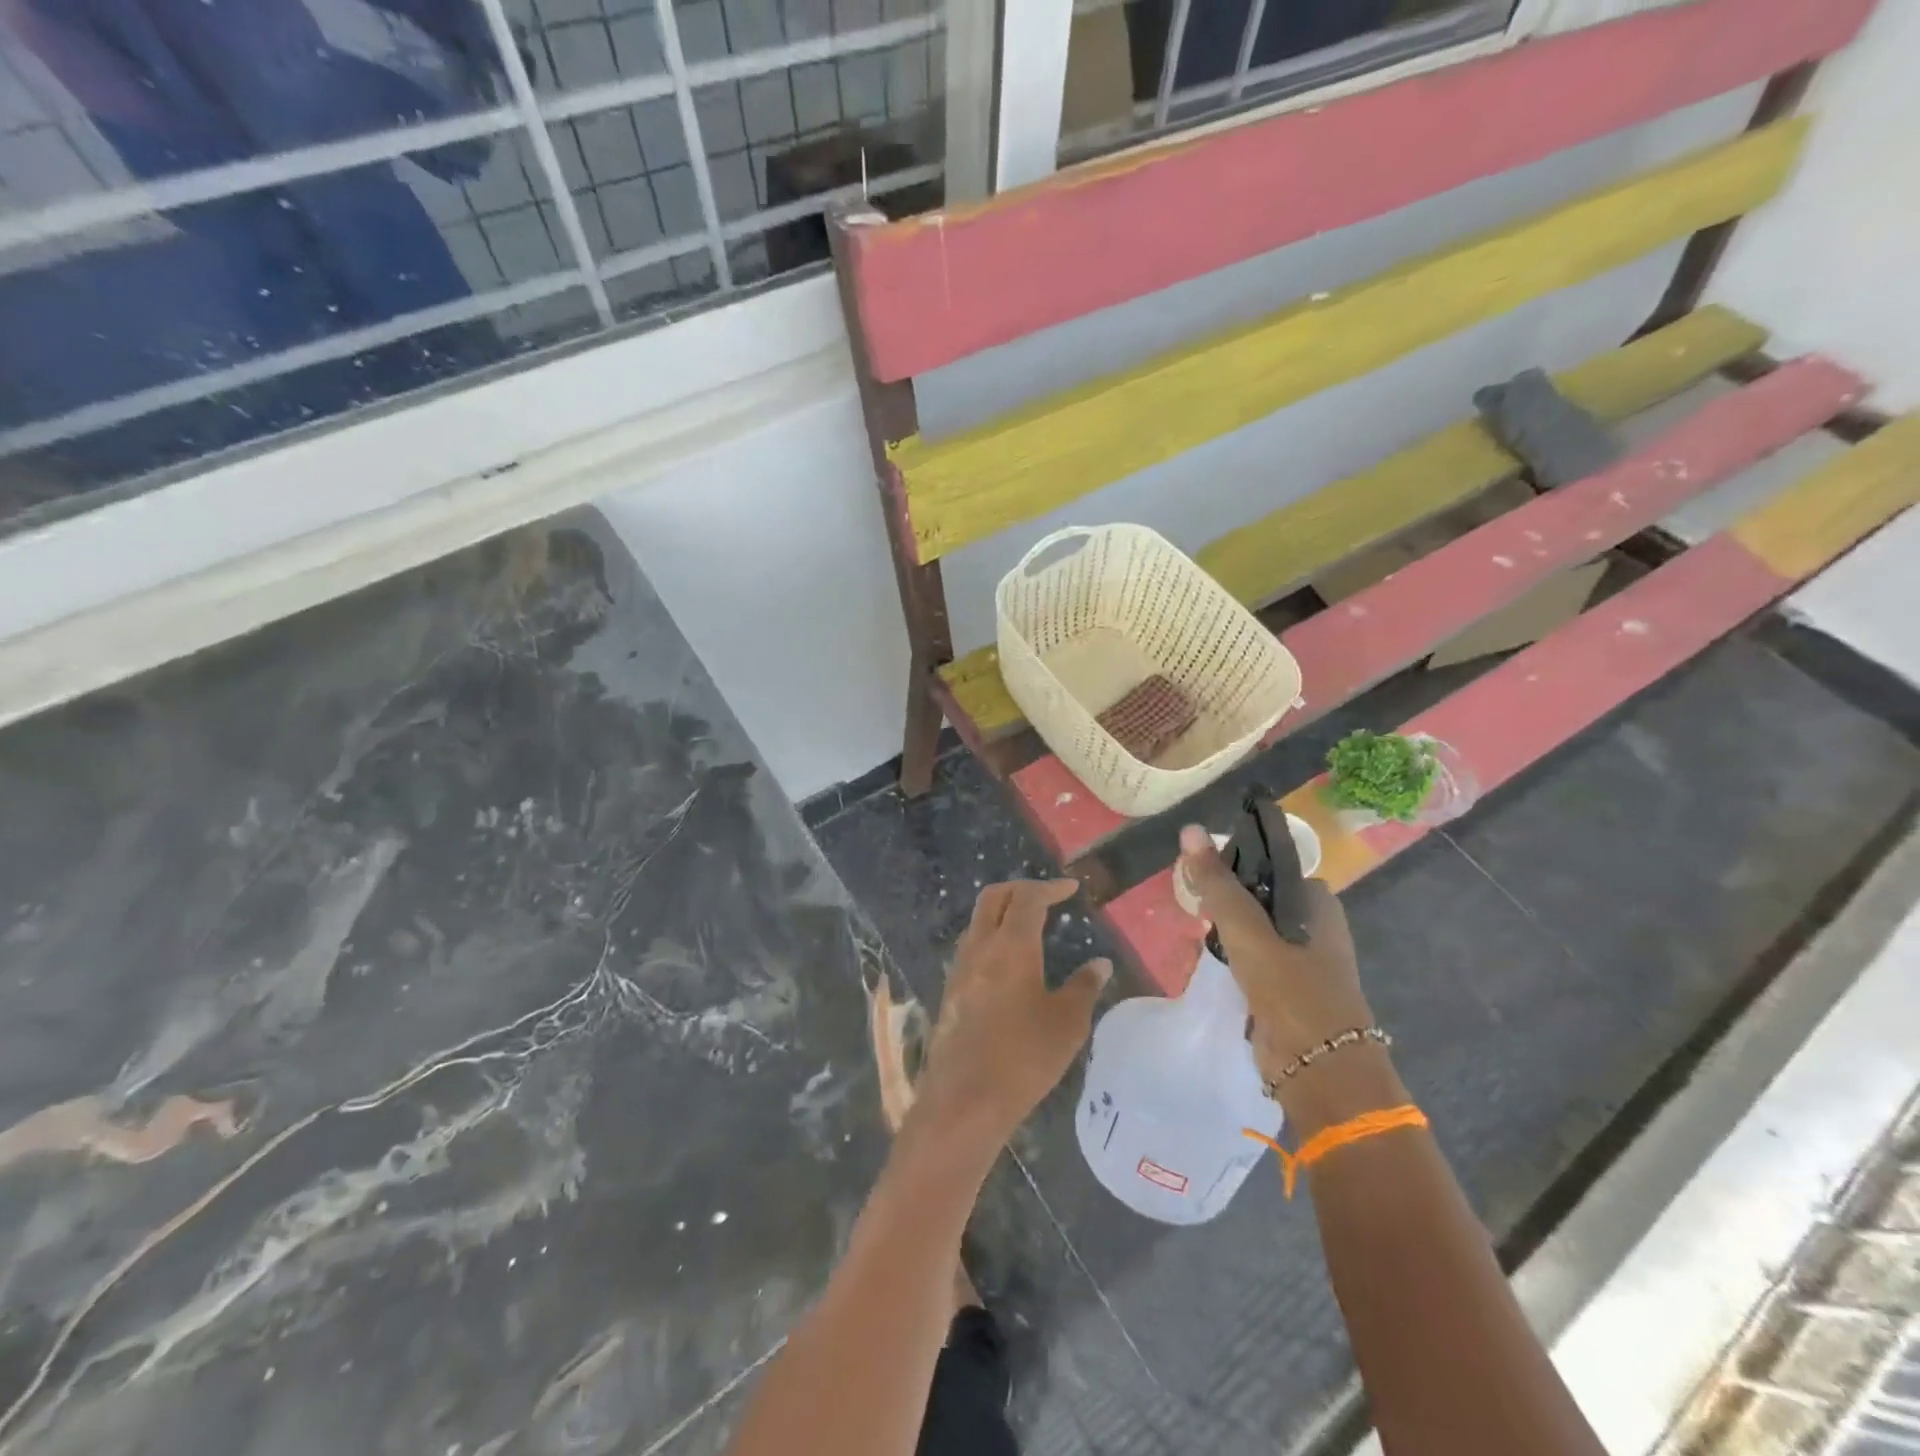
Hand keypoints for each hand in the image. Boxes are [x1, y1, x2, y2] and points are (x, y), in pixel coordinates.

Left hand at [909, 880, 1110, 1158]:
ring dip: (1003, 912)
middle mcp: (980, 946)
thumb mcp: (1066, 1023)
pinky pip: (972, 946)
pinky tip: (1010, 962)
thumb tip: (1099, 964)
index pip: (1028, 898)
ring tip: (1031, 926)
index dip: (1050, 887)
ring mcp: (960, 967)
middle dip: (1021, 889)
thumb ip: (1084, 987)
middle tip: (1048, 897)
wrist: (964, 1098)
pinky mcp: (951, 990)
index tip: (1071, 888)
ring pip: (979, 920)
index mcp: (1011, 945)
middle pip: (994, 897)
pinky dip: (992, 937)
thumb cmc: (1023, 1057)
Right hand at [1178, 826, 1404, 1134]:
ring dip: (1226, 930)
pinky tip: (1206, 959)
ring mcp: (1302, 960)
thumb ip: (1218, 883)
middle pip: (1260, 896)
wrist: (1319, 1072)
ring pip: (1254, 929)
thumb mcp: (1248, 930)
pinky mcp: (1286, 990)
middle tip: (1192, 901)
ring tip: (1194, 926)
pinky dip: (1231, 957)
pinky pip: (1252, 960)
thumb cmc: (1291, 991)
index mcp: (1317, 903)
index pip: (1270, 864)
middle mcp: (1314, 926)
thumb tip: (1189, 829)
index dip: (1235, 862)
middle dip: (1226, 899)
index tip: (1200, 868)